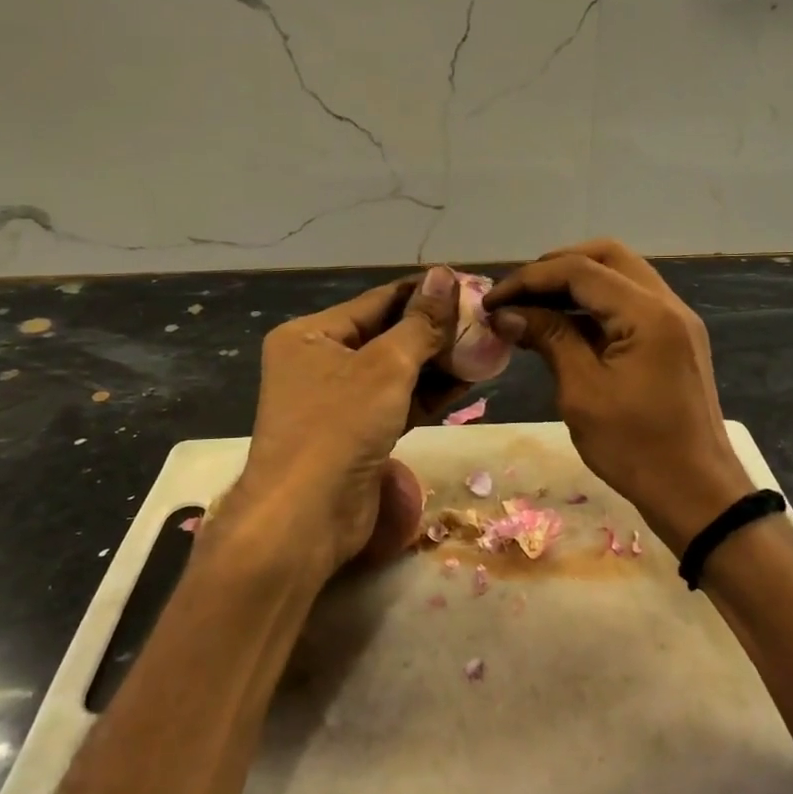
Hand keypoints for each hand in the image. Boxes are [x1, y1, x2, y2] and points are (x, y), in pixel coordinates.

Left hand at [223, 268, 467, 579]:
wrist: (306, 518)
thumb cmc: (339, 426)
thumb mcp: (385, 366)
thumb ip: (420, 323)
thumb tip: (445, 276)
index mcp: (310, 335)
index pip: (377, 300)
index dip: (425, 293)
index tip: (469, 285)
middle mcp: (320, 362)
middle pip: (387, 335)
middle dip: (435, 330)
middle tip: (484, 319)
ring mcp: (338, 401)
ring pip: (396, 371)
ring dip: (438, 361)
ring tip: (485, 345)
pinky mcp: (358, 434)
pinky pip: (398, 402)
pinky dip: (429, 393)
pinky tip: (469, 379)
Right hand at [486, 239, 752, 552]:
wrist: (697, 493)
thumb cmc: (635, 448)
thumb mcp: (582, 393)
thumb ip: (549, 339)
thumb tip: (508, 313)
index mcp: (648, 313)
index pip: (580, 270)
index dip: (529, 279)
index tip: (492, 301)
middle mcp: (668, 304)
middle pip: (606, 257)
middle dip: (556, 268)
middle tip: (517, 295)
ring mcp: (677, 320)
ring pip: (621, 276)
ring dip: (577, 284)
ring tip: (533, 307)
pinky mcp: (676, 340)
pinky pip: (632, 303)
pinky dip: (597, 305)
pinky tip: (565, 327)